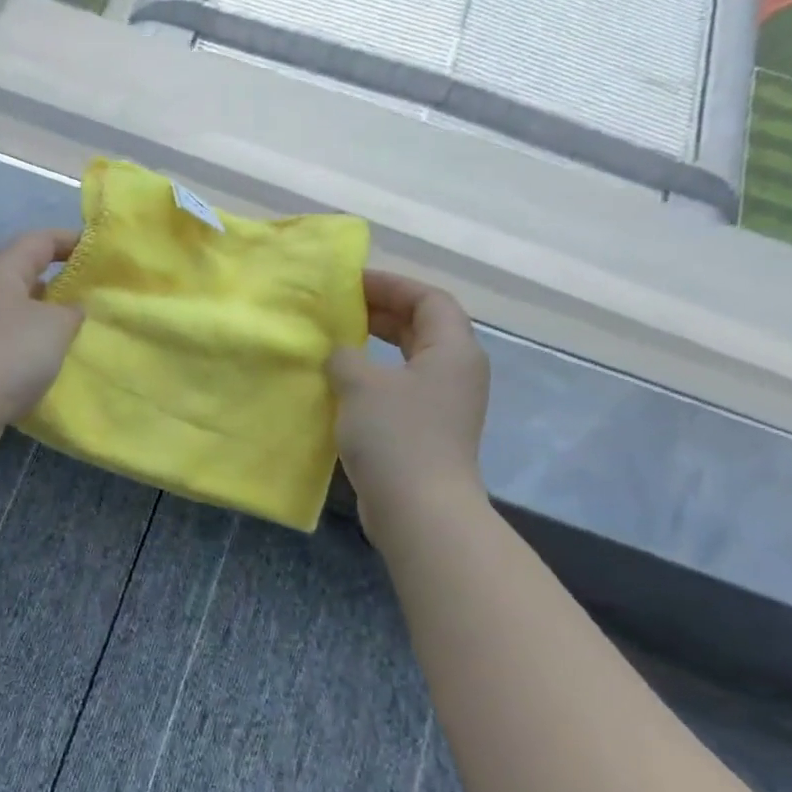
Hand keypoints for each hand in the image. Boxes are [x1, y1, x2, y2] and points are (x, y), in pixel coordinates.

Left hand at [0, 229, 84, 432]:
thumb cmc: (10, 352)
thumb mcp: (56, 326)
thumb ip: (71, 312)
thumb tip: (71, 310)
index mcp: (1, 272)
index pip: (38, 241)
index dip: (69, 240)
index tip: (96, 250)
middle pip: (24, 276)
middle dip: (57, 282)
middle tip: (90, 295)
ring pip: (17, 312)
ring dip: (44, 319)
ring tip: (75, 331)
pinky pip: (9, 342)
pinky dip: (30, 346)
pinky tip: (48, 362)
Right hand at [327, 271, 490, 532]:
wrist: (419, 509)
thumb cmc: (395, 436)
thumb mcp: (360, 385)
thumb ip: (345, 356)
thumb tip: (340, 353)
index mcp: (452, 350)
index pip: (429, 299)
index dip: (392, 285)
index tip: (351, 282)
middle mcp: (456, 372)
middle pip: (422, 326)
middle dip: (382, 312)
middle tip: (339, 308)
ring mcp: (444, 404)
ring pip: (410, 359)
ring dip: (375, 346)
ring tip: (336, 340)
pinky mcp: (427, 431)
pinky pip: (400, 388)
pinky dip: (374, 377)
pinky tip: (341, 384)